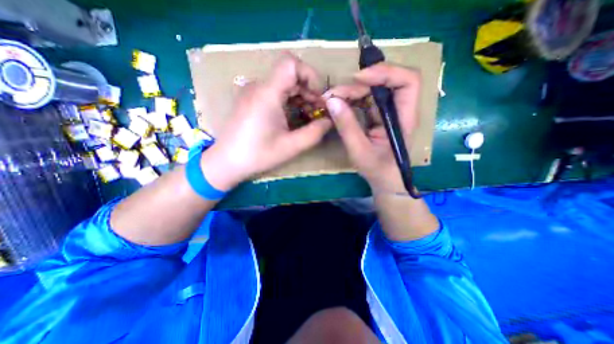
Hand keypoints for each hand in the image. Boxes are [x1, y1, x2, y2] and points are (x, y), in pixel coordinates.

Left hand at [202, 53, 330, 190]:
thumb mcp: (291, 146)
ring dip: (301, 97)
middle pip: (290, 75)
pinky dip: (289, 101)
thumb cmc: (258, 155)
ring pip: (284, 84)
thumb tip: (329, 121)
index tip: (320, 97)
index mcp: (267, 93)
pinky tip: (294, 117)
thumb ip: (315, 132)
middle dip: (310, 91)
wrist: (227, 162)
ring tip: (309, 116)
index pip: (291, 63)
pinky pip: (276, 93)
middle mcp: (258, 87)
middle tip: (319, 112)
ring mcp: (253, 92)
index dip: (310, 75)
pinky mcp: (251, 100)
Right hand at [326, 64, 421, 191]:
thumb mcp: (359, 151)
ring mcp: (388, 113)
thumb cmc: (377, 170)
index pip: (408, 82)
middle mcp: (399, 110)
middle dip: (359, 84)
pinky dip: (352, 99)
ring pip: (374, 90)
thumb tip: (332, 102)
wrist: (384, 180)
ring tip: (333, 99)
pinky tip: (340, 104)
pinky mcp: (379, 117)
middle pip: (386, 82)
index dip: (386, 73)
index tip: (358, 78)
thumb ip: (347, 127)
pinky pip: (367, 100)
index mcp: (404, 118)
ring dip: (353, 91)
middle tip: (334, 95)